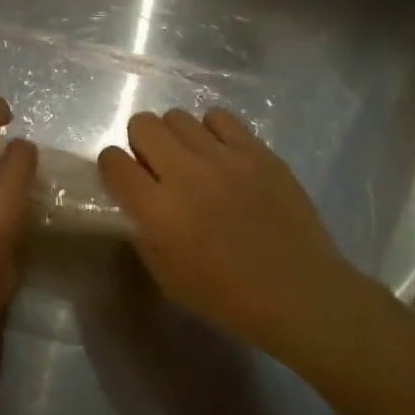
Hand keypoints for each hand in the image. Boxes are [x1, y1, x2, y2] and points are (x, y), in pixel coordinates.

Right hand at [98, 109, 355, 364]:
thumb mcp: (168, 278)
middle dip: (141, 143)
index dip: (113, 166)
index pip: (113, 162)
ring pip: (177, 116)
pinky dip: (212, 131)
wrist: (301, 294)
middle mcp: (186, 174)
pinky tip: (221, 154)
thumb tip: (136, 203)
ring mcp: (224, 158)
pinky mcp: (256, 151)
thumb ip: (143, 233)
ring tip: (192, 159)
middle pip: (142, 124)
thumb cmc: (229, 298)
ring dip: (176, 137)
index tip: (124, 178)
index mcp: (159, 211)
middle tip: (157, 166)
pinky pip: (219, 117)